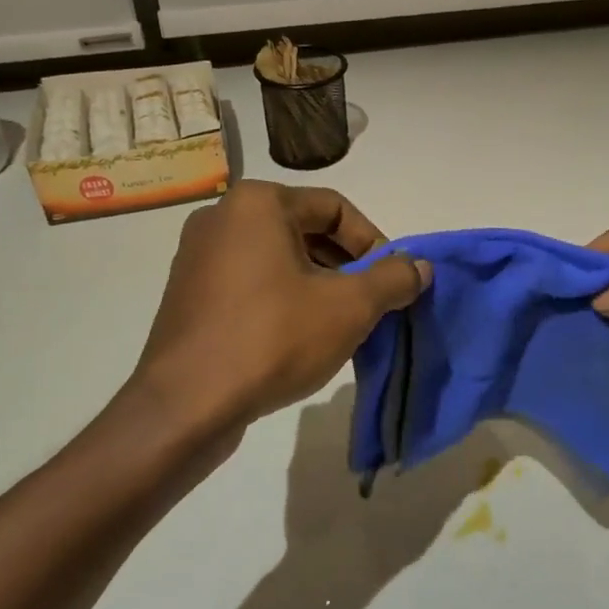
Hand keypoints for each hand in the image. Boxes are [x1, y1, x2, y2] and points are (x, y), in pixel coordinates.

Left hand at [124, 181, 430, 449]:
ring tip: (342, 325)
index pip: (335, 208)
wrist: (186, 406)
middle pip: (306, 231)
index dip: (374, 243)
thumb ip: (393, 279)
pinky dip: (285, 299)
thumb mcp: (349, 307)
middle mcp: (222, 217)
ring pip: (280, 259)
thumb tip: (421, 266)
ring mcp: (199, 256)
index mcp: (258, 203)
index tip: (393, 281)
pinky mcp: (189, 294)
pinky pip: (252, 282)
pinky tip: (301, 338)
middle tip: (372, 304)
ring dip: (319, 285)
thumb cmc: (273, 338)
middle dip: (347, 266)